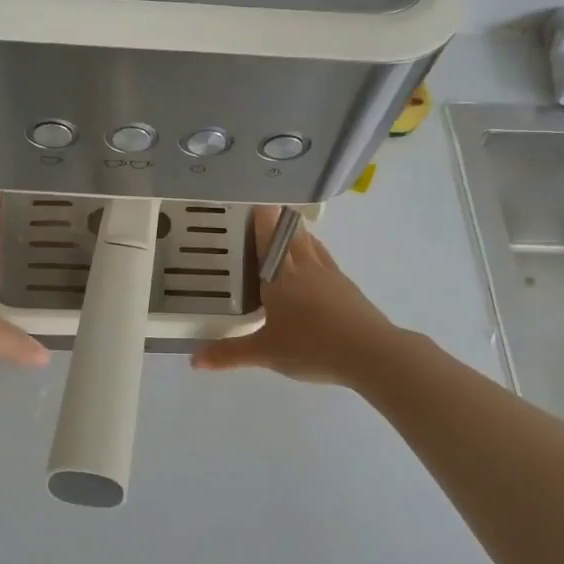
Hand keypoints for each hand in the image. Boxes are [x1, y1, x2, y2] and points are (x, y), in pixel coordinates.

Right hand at [191, 206, 405, 385]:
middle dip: (279, 221)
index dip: (261, 219)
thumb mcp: (265, 353)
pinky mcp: (347, 286)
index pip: (267, 238)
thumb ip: (229, 354)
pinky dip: (316, 252)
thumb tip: (194, 360)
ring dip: (298, 233)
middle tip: (267, 213)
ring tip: (289, 230)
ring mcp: (329, 274)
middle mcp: (304, 267)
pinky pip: (326, 259)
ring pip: (311, 244)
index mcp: (280, 277)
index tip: (254, 202)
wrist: (369, 352)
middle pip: (291, 234)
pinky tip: (316, 263)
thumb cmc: (311, 346)